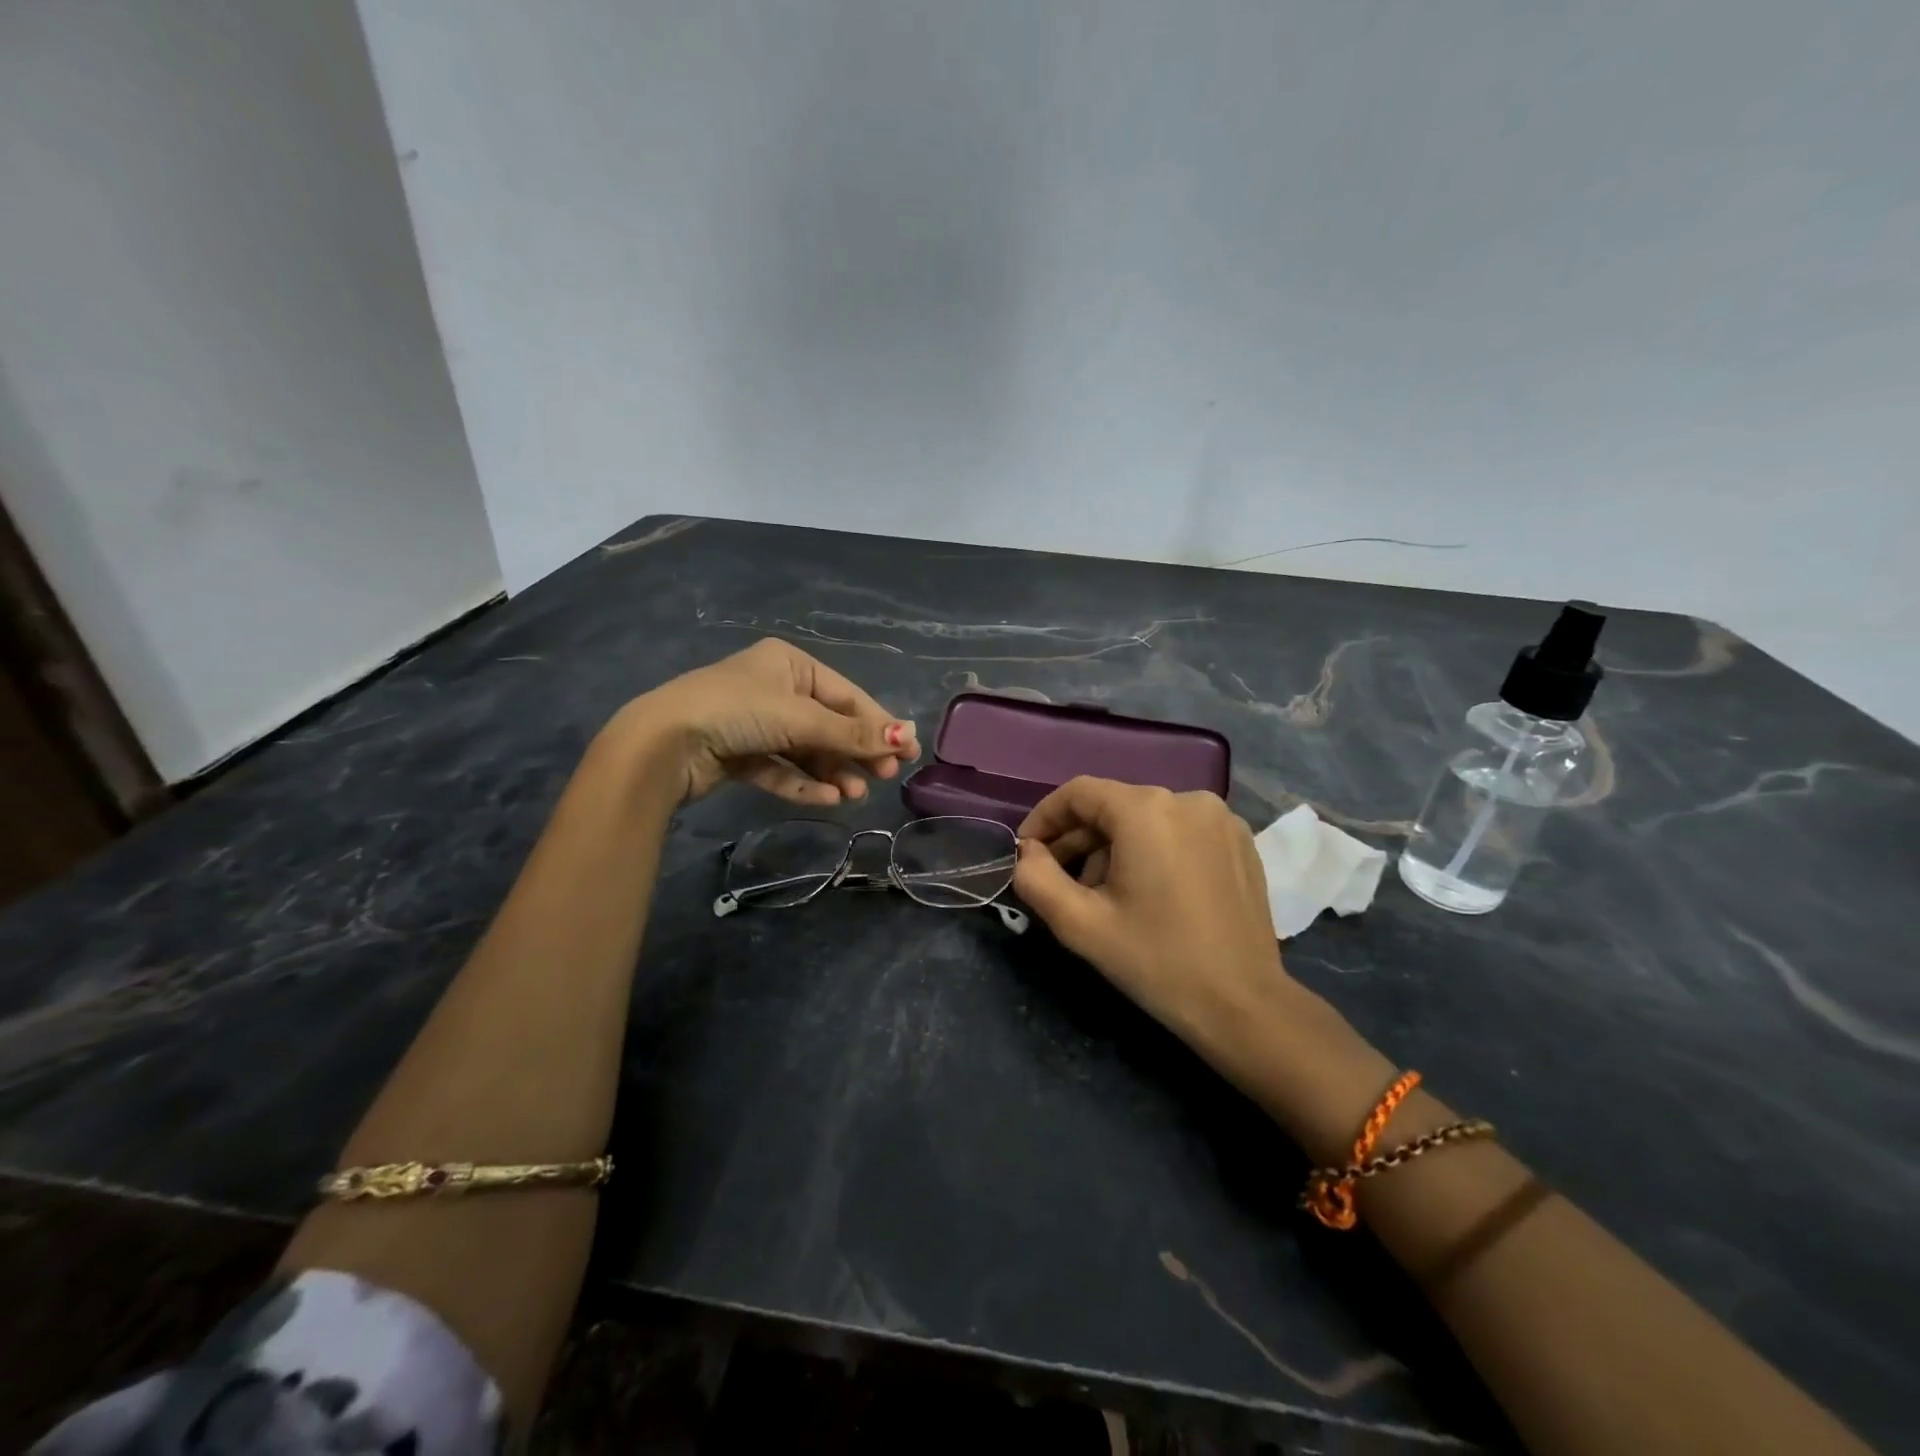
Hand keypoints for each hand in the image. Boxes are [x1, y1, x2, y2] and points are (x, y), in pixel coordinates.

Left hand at [613, 639, 918, 804]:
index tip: (906, 752)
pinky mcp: (739, 755)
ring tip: (854, 795)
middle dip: (855, 752)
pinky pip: (780, 769)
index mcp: (790, 664)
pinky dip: (802, 783)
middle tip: (885, 777)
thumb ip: (853, 733)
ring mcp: (755, 723)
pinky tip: (826, 799)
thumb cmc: (738, 711)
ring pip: (805, 751)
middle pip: (828, 724)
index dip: (877, 724)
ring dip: (832, 772)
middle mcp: (774, 689)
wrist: (663, 744)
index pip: (846, 696)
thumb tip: (907, 735)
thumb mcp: (802, 718)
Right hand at [1012, 777, 1296, 1053]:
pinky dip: (1153, 851)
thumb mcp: (1080, 924)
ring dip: (1114, 849)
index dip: (1044, 818)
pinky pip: (1179, 832)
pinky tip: (1148, 893)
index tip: (1026, 851)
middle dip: (1079, 840)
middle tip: (1059, 881)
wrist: (1243, 1005)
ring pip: (1146, 819)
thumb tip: (1027, 853)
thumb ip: (1036, 879)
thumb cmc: (1156, 960)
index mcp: (1146, 810)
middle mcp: (1188, 798)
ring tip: (1104, 896)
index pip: (1078, 793)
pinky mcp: (1241, 842)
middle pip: (1114, 806)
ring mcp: (1221, 819)